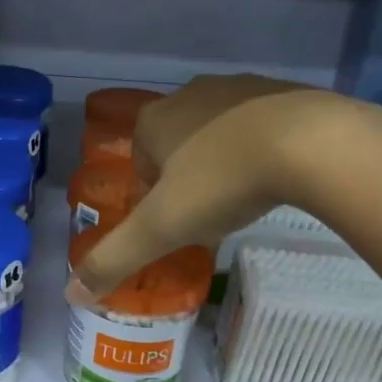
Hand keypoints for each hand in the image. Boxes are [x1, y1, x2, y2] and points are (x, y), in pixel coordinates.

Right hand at [67, 75, 356, 301]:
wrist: (310, 143)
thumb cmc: (222, 181)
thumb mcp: (160, 229)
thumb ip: (114, 260)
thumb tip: (72, 294)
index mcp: (154, 120)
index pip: (140, 162)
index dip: (154, 197)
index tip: (178, 221)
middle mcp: (190, 94)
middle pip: (177, 147)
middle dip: (188, 180)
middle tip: (211, 213)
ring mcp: (238, 87)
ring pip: (218, 134)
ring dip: (223, 163)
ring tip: (245, 196)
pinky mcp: (282, 90)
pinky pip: (258, 125)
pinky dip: (261, 148)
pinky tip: (278, 174)